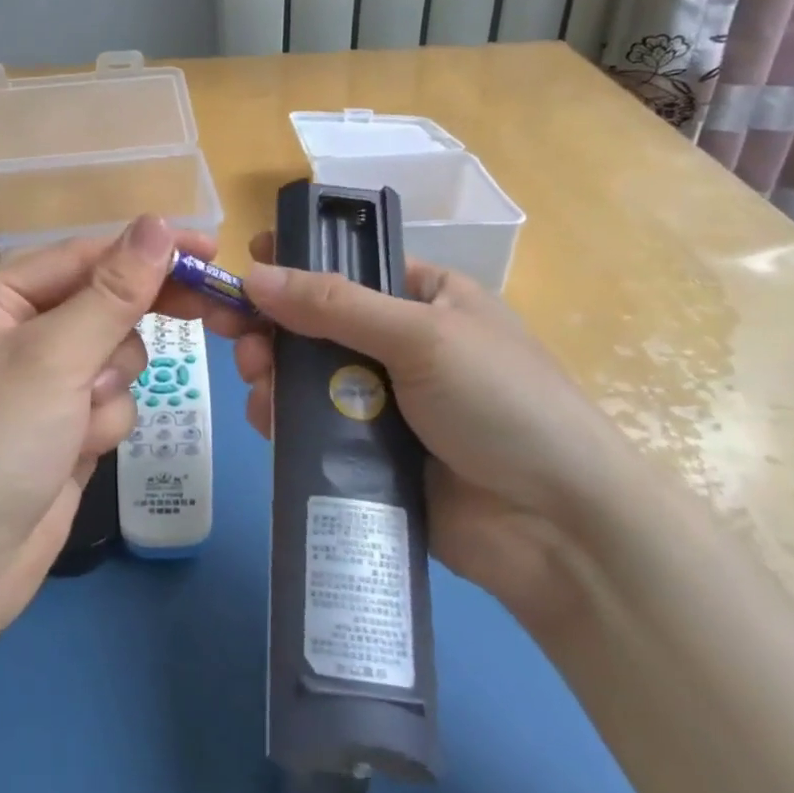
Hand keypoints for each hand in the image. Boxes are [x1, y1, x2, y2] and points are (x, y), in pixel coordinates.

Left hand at [0, 217, 241, 637]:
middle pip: (106, 302)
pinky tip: (76, 451)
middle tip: (211, 310)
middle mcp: (20, 330)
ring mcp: (45, 380)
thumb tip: (158, 223)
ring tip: (78, 421)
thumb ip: (113, 292)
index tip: (210, 249)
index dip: (148, 251)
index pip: (87, 256)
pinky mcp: (65, 422)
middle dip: (135, 322)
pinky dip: (105, 422)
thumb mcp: (54, 359)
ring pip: (118, 353)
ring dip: (111, 386)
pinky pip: (113, 399)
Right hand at [234, 234, 642, 629]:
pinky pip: (310, 425)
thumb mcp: (422, 336)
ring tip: (257, 383)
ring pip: (304, 374)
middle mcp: (399, 344)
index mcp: (425, 299)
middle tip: (236, 336)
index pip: (347, 266)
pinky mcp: (366, 453)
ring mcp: (382, 401)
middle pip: (315, 322)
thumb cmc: (502, 404)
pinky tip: (267, 420)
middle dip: (272, 325)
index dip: (294, 263)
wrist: (557, 528)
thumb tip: (253, 275)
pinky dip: (282, 418)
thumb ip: (334, 305)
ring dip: (271, 372)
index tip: (244, 269)